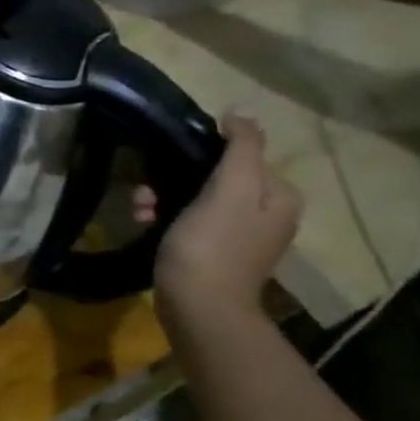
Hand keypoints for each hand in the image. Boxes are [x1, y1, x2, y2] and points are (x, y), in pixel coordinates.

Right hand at [153, 115, 300, 319]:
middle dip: (173, 177)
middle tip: (146, 190)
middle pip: (214, 175)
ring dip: (161, 197)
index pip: (239, 154)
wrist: (199, 308)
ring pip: (193, 197)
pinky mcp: (211, 252)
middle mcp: (265, 213)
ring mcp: (238, 235)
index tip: (168, 163)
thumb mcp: (232, 189)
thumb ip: (242, 147)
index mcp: (279, 196)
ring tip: (140, 209)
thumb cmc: (213, 244)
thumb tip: (240, 112)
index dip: (200, 153)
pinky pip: (185, 220)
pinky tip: (143, 223)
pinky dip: (163, 217)